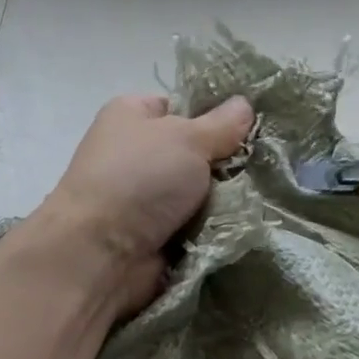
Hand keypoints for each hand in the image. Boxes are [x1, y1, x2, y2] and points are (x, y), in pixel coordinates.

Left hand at [30, 92, 254, 313]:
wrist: (101, 253)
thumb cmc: (139, 179)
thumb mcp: (188, 138)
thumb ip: (221, 124)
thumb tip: (244, 105)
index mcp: (131, 116)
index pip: (178, 106)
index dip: (211, 116)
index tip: (246, 129)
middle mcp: (134, 154)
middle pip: (194, 152)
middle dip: (223, 163)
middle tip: (257, 168)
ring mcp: (143, 198)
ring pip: (199, 192)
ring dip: (223, 200)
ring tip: (255, 200)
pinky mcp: (153, 235)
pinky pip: (195, 225)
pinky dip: (213, 228)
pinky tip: (237, 227)